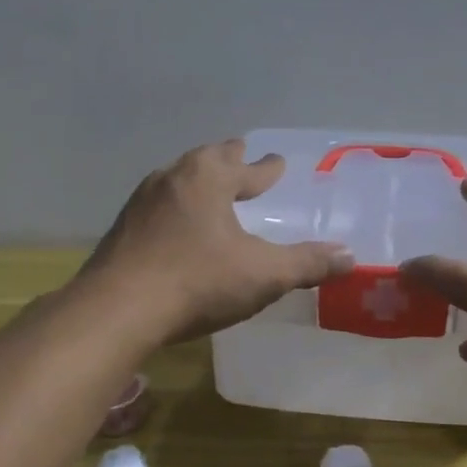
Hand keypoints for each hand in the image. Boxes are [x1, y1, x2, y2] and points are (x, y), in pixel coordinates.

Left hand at [81, 140, 353, 342]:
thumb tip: (349, 257)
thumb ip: (306, 264)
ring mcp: (141, 203)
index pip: (246, 167)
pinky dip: (176, 207)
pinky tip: (177, 226)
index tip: (276, 162)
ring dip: (198, 181)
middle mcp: (173, 179)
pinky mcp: (122, 229)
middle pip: (206, 160)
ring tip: (210, 189)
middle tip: (241, 156)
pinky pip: (158, 206)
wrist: (117, 310)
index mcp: (208, 178)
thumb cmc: (197, 281)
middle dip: (228, 159)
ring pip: (178, 180)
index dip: (265, 168)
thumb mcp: (263, 274)